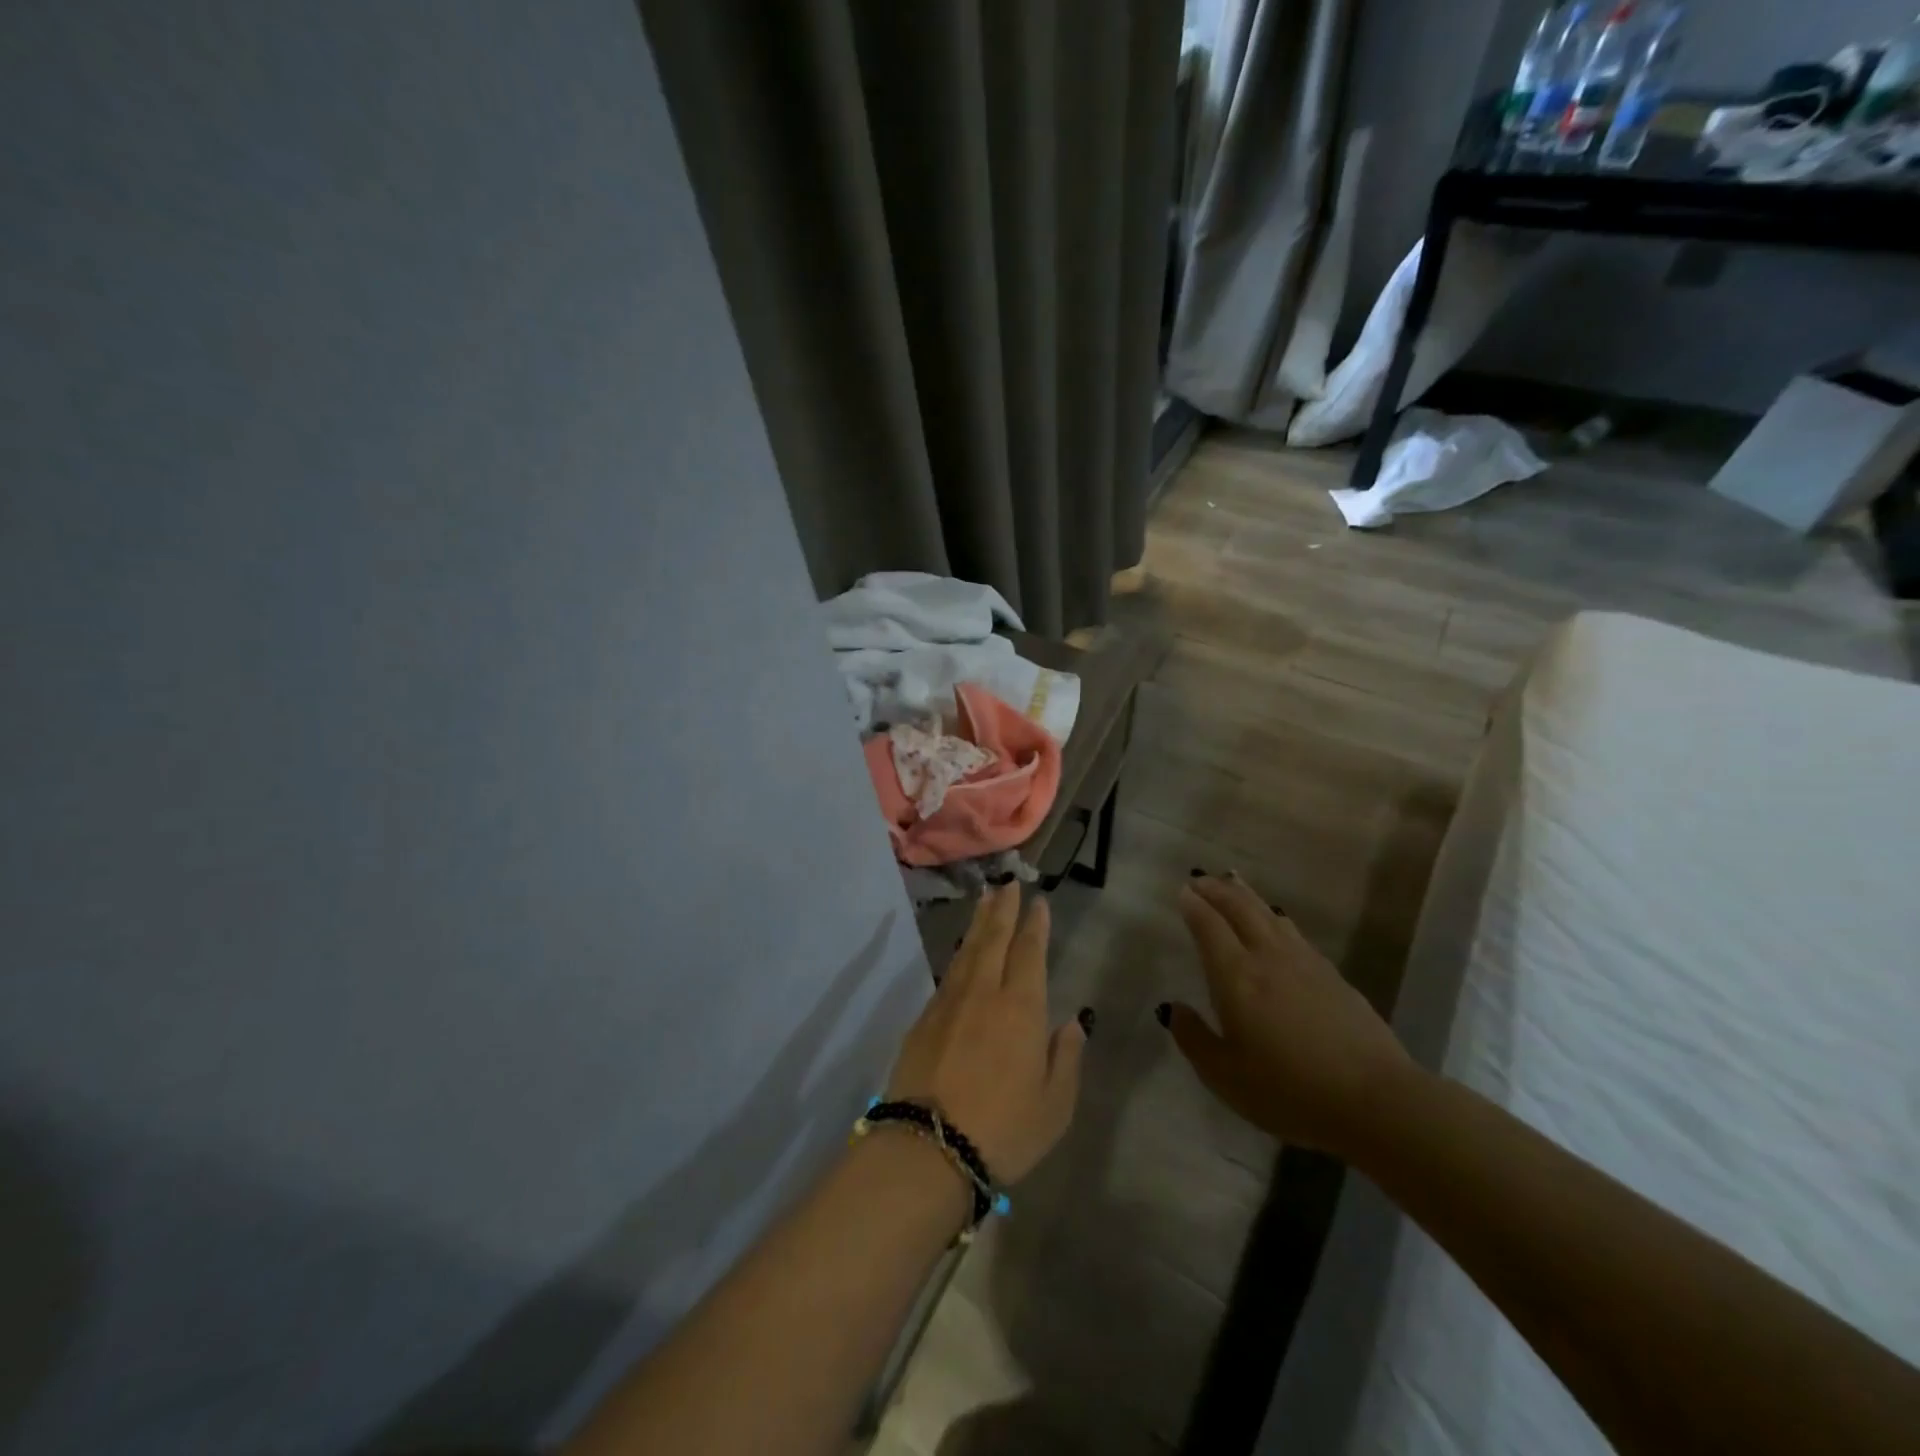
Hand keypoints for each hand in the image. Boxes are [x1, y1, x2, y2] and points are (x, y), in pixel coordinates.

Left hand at [886, 883, 1085, 1183]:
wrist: (927, 1145)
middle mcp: (984, 993)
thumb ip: (1066, 1058)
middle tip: (1008, 883)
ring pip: (968, 951)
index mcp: (1021, 1008)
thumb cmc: (1003, 1129)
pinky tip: (962, 953)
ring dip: (979, 923)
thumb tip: (1071, 1023)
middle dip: (1003, 909)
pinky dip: (959, 954)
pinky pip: (948, 973)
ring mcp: (949, 1002)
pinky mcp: (924, 1018)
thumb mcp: (1055, 1105)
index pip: (1029, 952)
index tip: (1038, 901)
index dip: (1035, 925)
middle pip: (994, 939)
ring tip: (985, 900)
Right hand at [1164, 874, 1415, 1155]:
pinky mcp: (1333, 976)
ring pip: (1269, 915)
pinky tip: (1278, 922)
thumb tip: (1173, 1009)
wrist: (1376, 1101)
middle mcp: (1268, 958)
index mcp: (1237, 977)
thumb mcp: (1226, 1077)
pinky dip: (1276, 918)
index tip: (1182, 891)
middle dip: (1217, 890)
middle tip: (1201, 880)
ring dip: (1247, 896)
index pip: (1209, 927)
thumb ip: (1194, 1039)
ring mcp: (1305, 963)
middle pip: (1240, 909)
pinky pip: (1293, 932)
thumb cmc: (1290, 1091)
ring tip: (1233, 884)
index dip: (1194, 906)